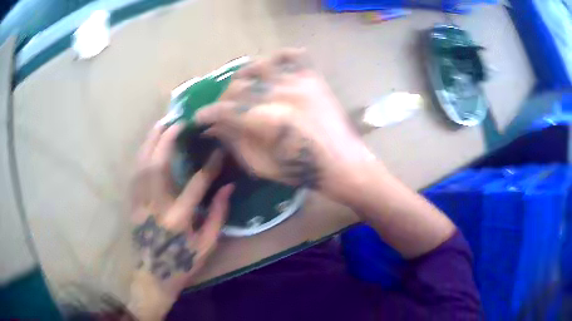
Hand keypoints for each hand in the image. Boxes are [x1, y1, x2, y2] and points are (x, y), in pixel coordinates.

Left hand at [130, 123, 233, 301]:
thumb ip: (218, 216)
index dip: (210, 165)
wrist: (153, 276)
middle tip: (178, 121)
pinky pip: (135, 173)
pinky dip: (141, 154)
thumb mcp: (207, 246)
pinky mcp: (132, 204)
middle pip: (158, 164)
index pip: (196, 184)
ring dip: (151, 141)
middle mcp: (156, 206)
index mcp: (179, 219)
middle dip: (168, 139)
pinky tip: (148, 144)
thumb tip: (229, 187)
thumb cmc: (182, 263)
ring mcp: (140, 203)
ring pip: (142, 164)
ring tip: (162, 124)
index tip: (218, 149)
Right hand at [194, 48, 373, 196]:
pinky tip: (272, 66)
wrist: (343, 163)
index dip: (208, 114)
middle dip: (223, 98)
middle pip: (239, 86)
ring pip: (260, 66)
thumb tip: (215, 128)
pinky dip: (280, 56)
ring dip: (244, 75)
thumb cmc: (302, 171)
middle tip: (222, 108)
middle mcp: (282, 94)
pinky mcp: (314, 78)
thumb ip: (235, 143)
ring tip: (241, 85)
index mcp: (268, 121)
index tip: (199, 118)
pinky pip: (294, 56)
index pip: (226, 110)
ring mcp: (300, 82)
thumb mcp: (261, 166)